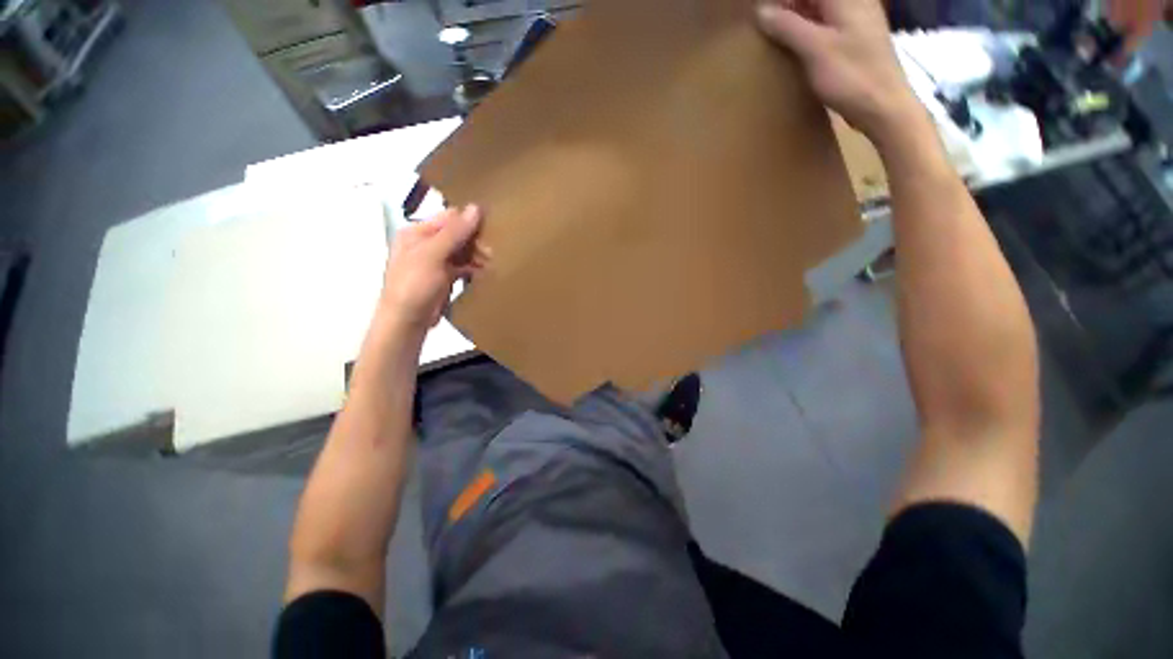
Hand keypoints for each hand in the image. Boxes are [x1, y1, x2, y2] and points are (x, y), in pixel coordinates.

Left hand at [380, 204, 488, 331]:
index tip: (490, 231)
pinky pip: (462, 267)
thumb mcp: (433, 255)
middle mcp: (425, 243)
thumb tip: (476, 208)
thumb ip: (455, 233)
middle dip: (475, 242)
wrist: (406, 321)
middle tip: (491, 253)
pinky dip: (473, 268)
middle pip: (457, 234)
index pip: (449, 218)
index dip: (469, 222)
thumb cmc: (414, 284)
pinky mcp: (444, 277)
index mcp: (417, 232)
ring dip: (476, 256)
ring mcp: (435, 262)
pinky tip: (484, 272)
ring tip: (491, 264)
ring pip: (462, 251)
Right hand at [756, 0, 922, 144]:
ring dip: (799, 16)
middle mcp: (854, 1)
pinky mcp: (856, 38)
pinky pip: (828, 22)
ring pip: (822, 8)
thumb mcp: (814, 50)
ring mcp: (858, 19)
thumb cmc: (850, 76)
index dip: (784, 0)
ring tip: (777, 32)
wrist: (882, 105)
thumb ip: (787, 27)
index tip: (764, 12)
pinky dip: (810, 27)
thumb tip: (761, 11)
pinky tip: (797, 43)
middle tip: (767, 22)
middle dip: (791, 6)